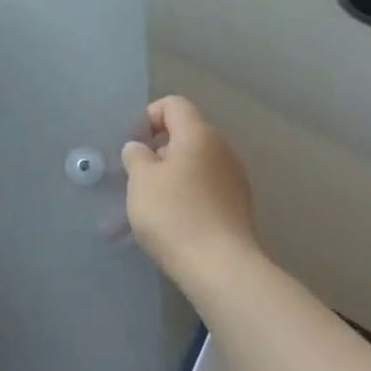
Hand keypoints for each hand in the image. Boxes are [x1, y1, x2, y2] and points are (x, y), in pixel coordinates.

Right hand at [121, 95, 258, 282]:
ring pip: (194, 165)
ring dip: (169, 176)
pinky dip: (184, 196)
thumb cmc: (173, 214)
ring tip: (147, 204)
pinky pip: (204, 189)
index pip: (174, 105)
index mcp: (198, 135)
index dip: (149, 116)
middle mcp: (222, 150)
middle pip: (186, 135)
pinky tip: (169, 222)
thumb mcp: (141, 180)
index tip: (134, 144)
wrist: (220, 266)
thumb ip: (136, 156)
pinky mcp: (236, 206)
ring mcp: (233, 179)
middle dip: (157, 150)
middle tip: (136, 176)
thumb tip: (141, 148)